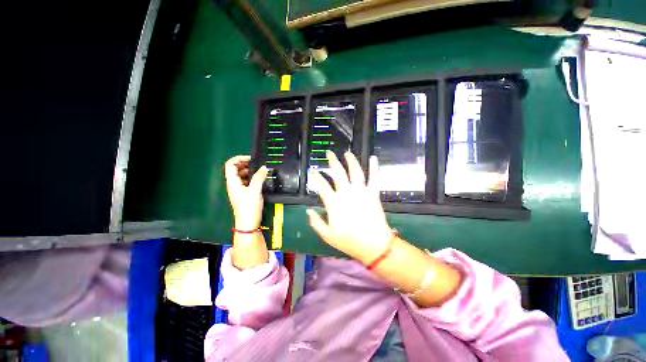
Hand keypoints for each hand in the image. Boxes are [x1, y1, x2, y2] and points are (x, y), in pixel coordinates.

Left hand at [224, 155, 268, 230]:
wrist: (248, 224)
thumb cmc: (249, 207)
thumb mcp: (255, 191)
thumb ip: (259, 177)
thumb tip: (264, 167)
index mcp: (233, 182)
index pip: (230, 165)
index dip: (239, 158)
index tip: (251, 158)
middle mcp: (234, 185)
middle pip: (235, 169)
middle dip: (246, 164)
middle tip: (258, 163)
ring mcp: (238, 190)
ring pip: (241, 175)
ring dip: (250, 171)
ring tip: (261, 170)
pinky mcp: (244, 194)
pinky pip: (246, 182)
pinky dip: (252, 178)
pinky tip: (260, 179)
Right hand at [306, 151, 392, 264]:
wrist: (374, 245)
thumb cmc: (350, 241)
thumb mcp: (328, 236)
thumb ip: (316, 222)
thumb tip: (308, 211)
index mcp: (334, 203)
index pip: (322, 186)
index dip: (316, 177)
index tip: (313, 171)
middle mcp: (347, 193)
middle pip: (338, 173)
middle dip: (332, 161)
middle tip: (329, 153)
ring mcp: (361, 192)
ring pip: (355, 171)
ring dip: (351, 161)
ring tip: (347, 153)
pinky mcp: (373, 194)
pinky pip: (374, 178)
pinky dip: (374, 167)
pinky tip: (373, 158)